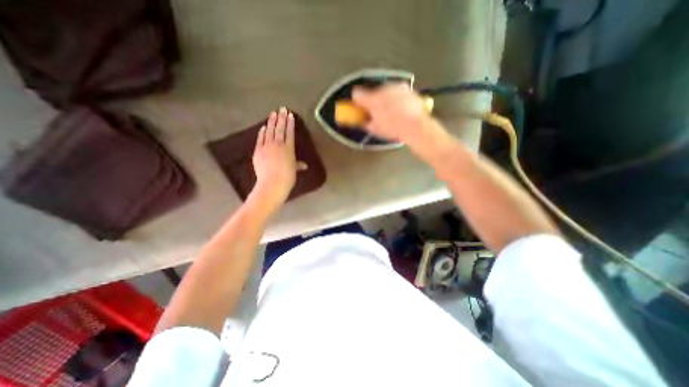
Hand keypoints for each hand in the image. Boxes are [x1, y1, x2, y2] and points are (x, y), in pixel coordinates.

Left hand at [252, 108, 296, 209]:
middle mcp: (278, 144)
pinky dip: (262, 132)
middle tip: (282, 109)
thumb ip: (298, 165)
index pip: (290, 132)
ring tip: (273, 113)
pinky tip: (263, 127)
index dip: (290, 123)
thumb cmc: (287, 178)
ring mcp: (266, 146)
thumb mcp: (294, 170)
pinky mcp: (258, 151)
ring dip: (271, 122)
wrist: (272, 184)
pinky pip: (260, 139)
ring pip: (269, 131)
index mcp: (289, 148)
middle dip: (281, 118)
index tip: (290, 115)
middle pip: (280, 129)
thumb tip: (304, 165)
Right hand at [353, 83, 442, 144]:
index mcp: (373, 100)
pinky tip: (400, 109)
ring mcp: (395, 87)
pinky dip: (396, 98)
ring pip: (385, 91)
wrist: (416, 125)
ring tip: (391, 113)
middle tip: (377, 113)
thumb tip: (363, 120)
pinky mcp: (406, 88)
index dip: (357, 102)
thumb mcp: (375, 129)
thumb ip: (365, 122)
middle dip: (373, 101)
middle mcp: (383, 89)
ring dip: (385, 99)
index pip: (357, 94)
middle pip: (372, 93)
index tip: (359, 108)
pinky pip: (396, 92)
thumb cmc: (394, 129)